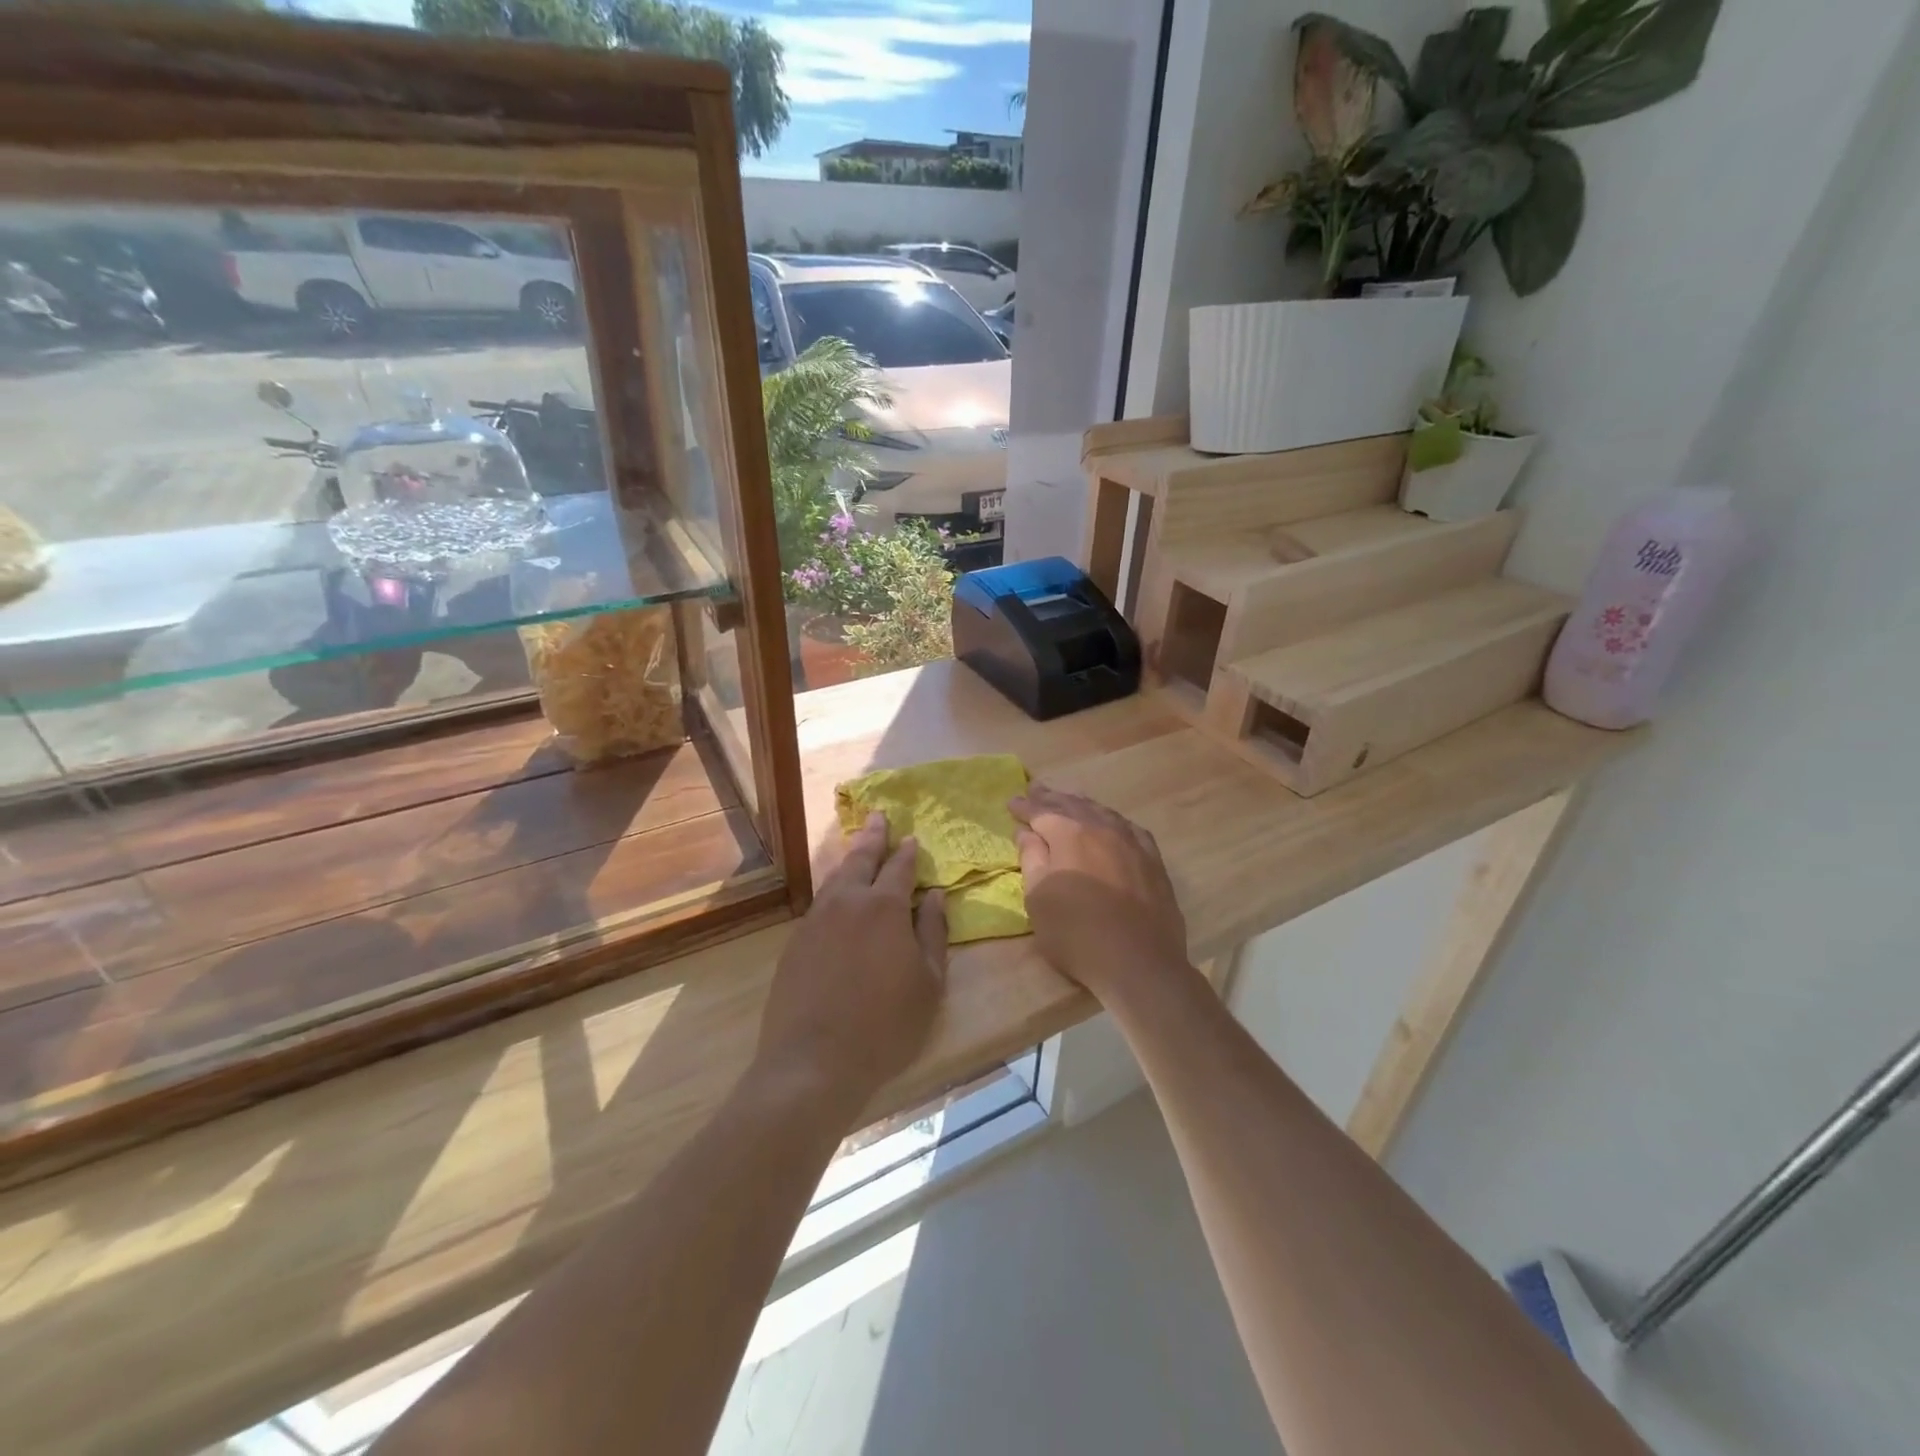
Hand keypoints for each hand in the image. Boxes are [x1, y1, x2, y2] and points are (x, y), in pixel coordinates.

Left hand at [755, 812, 946, 1113]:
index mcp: (884, 907)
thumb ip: (932, 931)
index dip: (908, 851)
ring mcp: (815, 920)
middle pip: (861, 859)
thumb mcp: (928, 982)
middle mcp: (847, 902)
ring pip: (835, 878)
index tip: (912, 837)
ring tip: (858, 847)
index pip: (899, 867)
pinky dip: (832, 889)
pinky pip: (819, 903)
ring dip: (850, 859)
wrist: (814, 1061)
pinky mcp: (795, 942)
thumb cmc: (885, 1025)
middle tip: (878, 817)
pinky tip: (836, 895)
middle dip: (872, 837)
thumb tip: (934, 894)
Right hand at [1009, 785, 1192, 1005]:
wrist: (1138, 962)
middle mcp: (1102, 828)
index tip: (1012, 803)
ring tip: (1069, 799)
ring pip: (1102, 812)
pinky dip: (1112, 820)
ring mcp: (1132, 842)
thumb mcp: (1038, 898)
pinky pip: (1129, 828)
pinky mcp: (1153, 860)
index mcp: (1069, 834)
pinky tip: (1111, 823)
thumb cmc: (1076, 934)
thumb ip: (1032, 859)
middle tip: (1036, 789)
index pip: (1042, 811)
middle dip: (1052, 797)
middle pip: (1073, 805)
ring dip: (1082, 804)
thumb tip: (1027, 833)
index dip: (1025, 807)